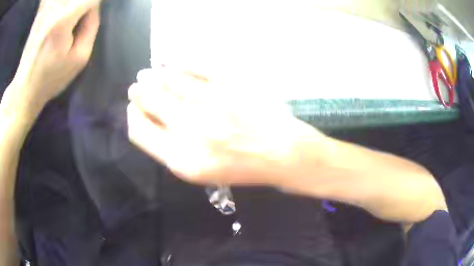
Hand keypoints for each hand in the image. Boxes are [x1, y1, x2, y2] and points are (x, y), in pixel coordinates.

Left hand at [4, 0, 100, 114]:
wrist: (25, 86)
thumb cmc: (51, 77)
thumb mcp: (79, 59)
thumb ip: (91, 27)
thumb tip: (93, 9)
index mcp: (63, 20)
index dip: (96, 5)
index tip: (91, 19)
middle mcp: (53, 8)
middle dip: (85, 4)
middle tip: (80, 21)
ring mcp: (45, 9)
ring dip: (73, 5)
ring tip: (71, 21)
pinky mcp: (40, 12)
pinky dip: (60, 3)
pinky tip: (61, 11)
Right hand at [127, 68, 326, 185]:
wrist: (279, 152)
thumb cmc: (239, 167)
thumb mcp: (199, 171)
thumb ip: (168, 148)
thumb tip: (146, 119)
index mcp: (180, 158)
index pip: (138, 129)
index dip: (132, 115)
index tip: (133, 108)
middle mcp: (189, 128)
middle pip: (148, 99)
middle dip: (139, 91)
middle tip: (138, 85)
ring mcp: (208, 101)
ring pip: (167, 79)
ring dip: (155, 75)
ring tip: (151, 74)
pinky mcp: (227, 83)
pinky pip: (193, 67)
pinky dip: (179, 65)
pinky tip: (173, 66)